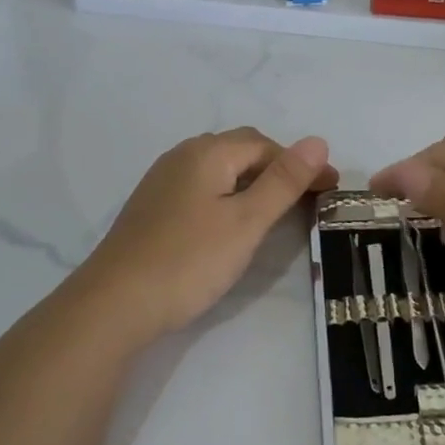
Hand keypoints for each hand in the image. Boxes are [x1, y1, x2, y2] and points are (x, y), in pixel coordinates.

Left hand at [74, 128, 337, 340]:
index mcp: (207, 152)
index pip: (266, 144)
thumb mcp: (247, 221)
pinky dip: (228, 195)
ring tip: (276, 210)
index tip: (330, 190)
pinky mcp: (153, 207)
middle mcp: (183, 155)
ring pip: (220, 169)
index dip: (301, 164)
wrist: (114, 304)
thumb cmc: (189, 260)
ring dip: (253, 182)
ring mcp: (163, 181)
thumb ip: (283, 181)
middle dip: (278, 168)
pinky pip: (202, 187)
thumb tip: (318, 140)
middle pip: (241, 150)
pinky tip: (231, 222)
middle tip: (307, 199)